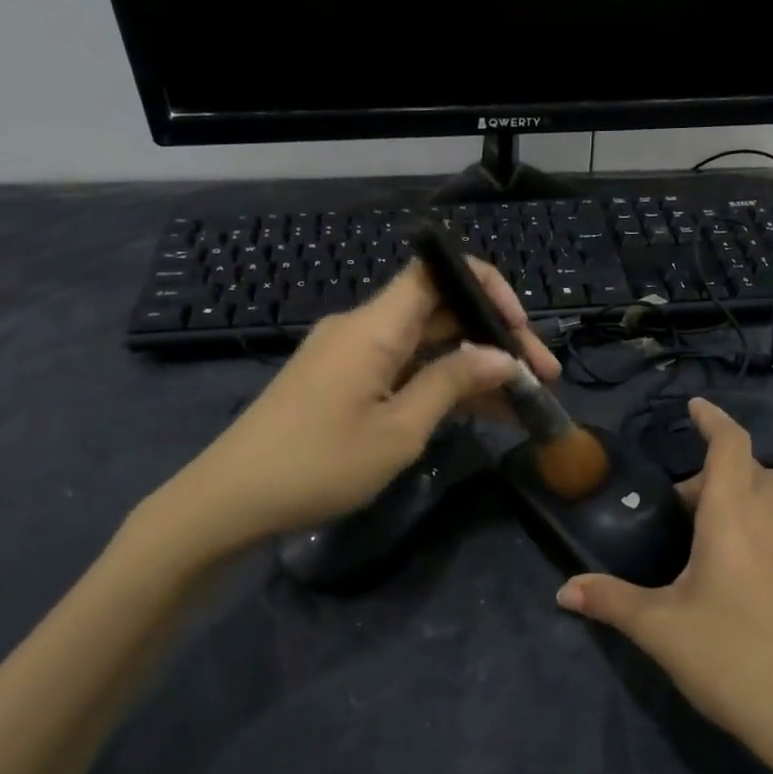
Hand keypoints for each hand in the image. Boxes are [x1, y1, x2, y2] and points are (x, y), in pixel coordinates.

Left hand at [144, 259, 559, 565]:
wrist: (231, 500)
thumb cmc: (318, 464)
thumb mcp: (398, 430)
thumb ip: (452, 384)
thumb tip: (502, 357)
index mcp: (374, 326)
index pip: (437, 272)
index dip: (486, 286)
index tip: (520, 329)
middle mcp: (364, 328)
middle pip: (441, 311)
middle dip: (494, 338)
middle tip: (541, 378)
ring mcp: (353, 356)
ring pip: (428, 344)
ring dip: (474, 366)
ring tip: (523, 402)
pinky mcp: (346, 382)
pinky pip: (405, 368)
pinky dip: (442, 383)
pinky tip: (480, 411)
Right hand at [557, 399, 772, 772]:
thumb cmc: (732, 659)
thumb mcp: (660, 630)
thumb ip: (610, 600)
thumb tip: (563, 591)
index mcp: (735, 514)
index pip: (730, 444)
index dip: (713, 420)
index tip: (695, 408)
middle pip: (752, 468)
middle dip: (717, 471)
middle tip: (683, 506)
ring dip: (749, 493)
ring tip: (719, 532)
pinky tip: (755, 566)